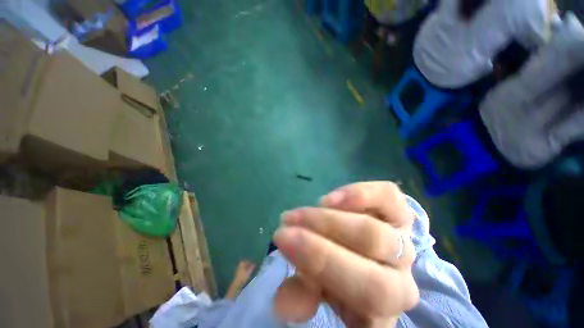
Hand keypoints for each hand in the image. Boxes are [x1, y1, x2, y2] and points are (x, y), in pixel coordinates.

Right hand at [273, 182, 418, 326]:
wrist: (361, 254)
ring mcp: (402, 236)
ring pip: (373, 225)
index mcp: (384, 302)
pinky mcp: (397, 210)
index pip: (368, 290)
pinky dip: (360, 194)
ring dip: (328, 218)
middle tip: (286, 226)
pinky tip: (330, 199)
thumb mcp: (320, 291)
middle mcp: (400, 270)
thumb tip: (284, 303)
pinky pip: (388, 196)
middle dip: (321, 234)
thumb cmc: (338, 275)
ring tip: (299, 214)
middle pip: (369, 247)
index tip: (283, 241)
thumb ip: (305, 294)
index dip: (322, 262)